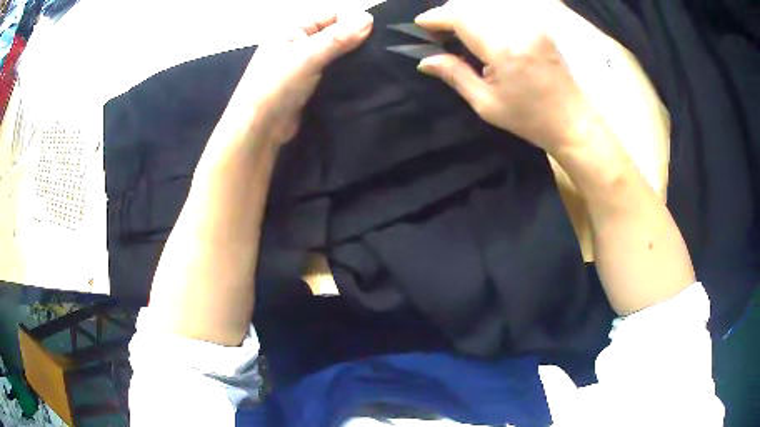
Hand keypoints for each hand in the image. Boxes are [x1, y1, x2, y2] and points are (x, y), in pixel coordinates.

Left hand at [233, 10, 373, 144]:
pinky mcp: (310, 86)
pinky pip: (332, 74)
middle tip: (380, 53)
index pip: (331, 16)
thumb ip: (338, 38)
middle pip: (335, 35)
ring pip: (335, 56)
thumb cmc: (277, 85)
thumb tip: (369, 18)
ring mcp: (304, 66)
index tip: (375, 35)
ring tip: (376, 66)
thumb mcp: (308, 55)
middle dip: (355, 41)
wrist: (260, 129)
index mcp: (294, 30)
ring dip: (352, 60)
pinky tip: (363, 79)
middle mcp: (299, 44)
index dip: (352, 22)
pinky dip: (345, 75)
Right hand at [415, 0, 598, 154]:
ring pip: (487, 3)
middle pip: (471, 4)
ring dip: (467, 11)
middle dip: (449, 12)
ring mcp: (530, 23)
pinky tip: (482, 29)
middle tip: (440, 32)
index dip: (436, 17)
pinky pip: (504, 7)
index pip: (460, 17)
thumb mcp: (486, 104)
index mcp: (502, 48)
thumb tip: (425, 61)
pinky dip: (485, 12)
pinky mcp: (538, 24)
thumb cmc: (530, 118)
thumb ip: (455, 75)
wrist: (573, 121)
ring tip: (459, 31)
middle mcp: (517, 27)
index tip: (420, 25)